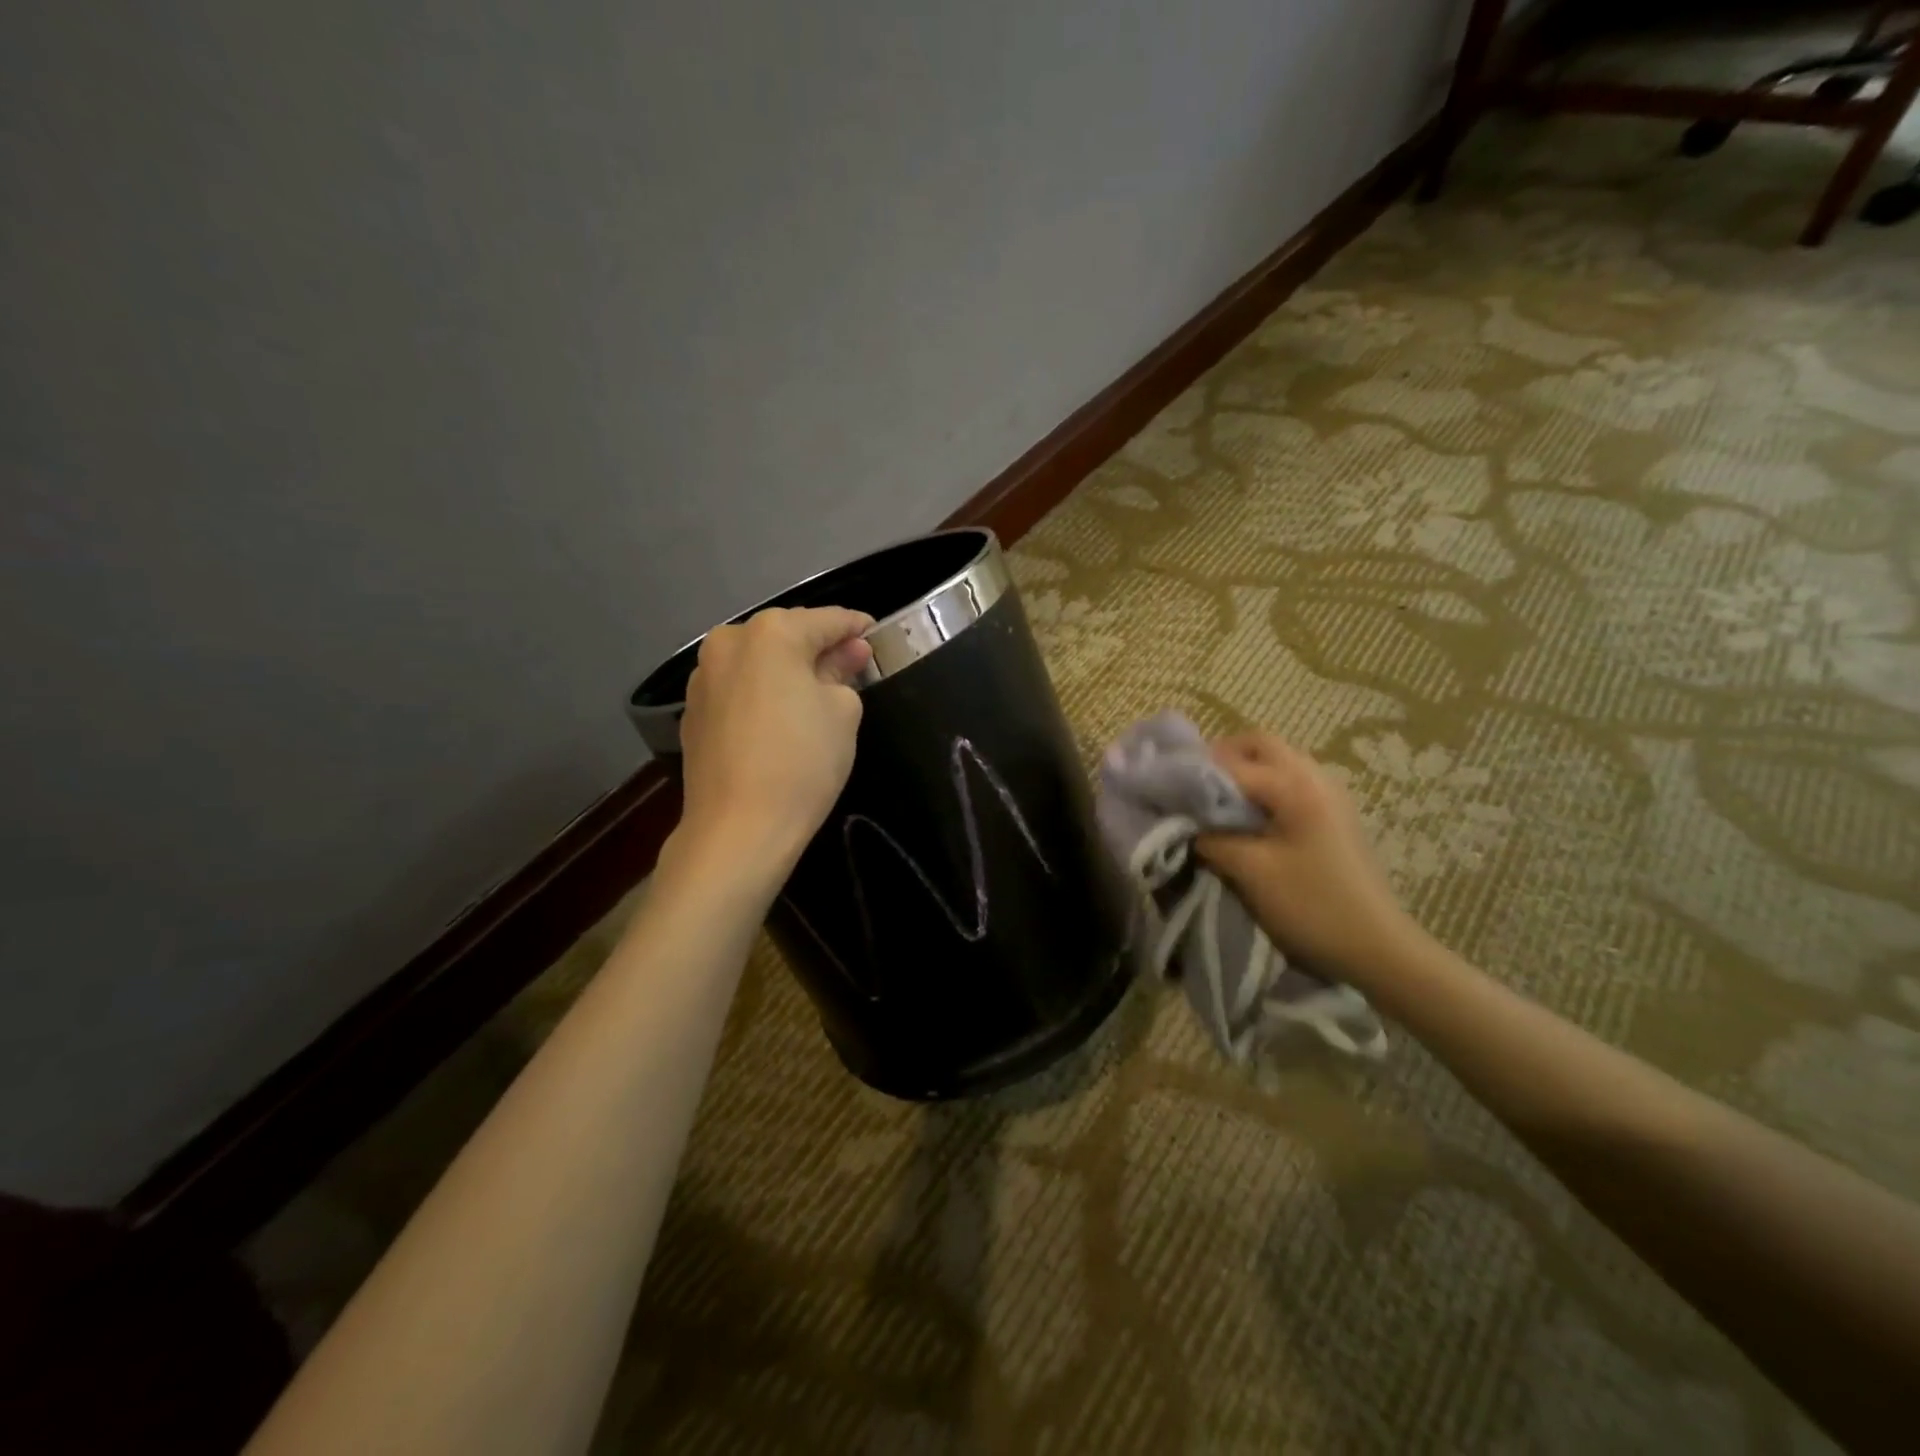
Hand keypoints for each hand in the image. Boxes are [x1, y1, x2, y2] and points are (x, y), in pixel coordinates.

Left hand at [673, 606, 873, 881]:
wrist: (738, 827)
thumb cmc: (803, 761)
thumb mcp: (842, 712)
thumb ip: (844, 672)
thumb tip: (848, 653)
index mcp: (771, 633)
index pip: (827, 620)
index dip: (857, 627)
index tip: (877, 635)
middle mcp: (729, 642)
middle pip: (787, 635)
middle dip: (820, 647)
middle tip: (852, 665)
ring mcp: (704, 676)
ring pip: (759, 661)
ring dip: (788, 668)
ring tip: (816, 692)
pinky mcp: (693, 710)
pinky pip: (739, 687)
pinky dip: (762, 691)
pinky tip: (780, 716)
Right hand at [1196, 733, 1424, 985]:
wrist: (1378, 947)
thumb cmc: (1312, 906)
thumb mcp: (1251, 872)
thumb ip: (1211, 839)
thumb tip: (1184, 824)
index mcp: (1295, 786)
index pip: (1232, 762)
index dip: (1194, 773)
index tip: (1164, 789)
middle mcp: (1315, 777)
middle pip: (1259, 744)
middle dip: (1220, 758)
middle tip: (1192, 787)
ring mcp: (1330, 793)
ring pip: (1276, 760)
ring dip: (1243, 771)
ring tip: (1215, 803)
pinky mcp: (1334, 813)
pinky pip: (1290, 781)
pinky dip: (1262, 787)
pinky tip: (1247, 818)